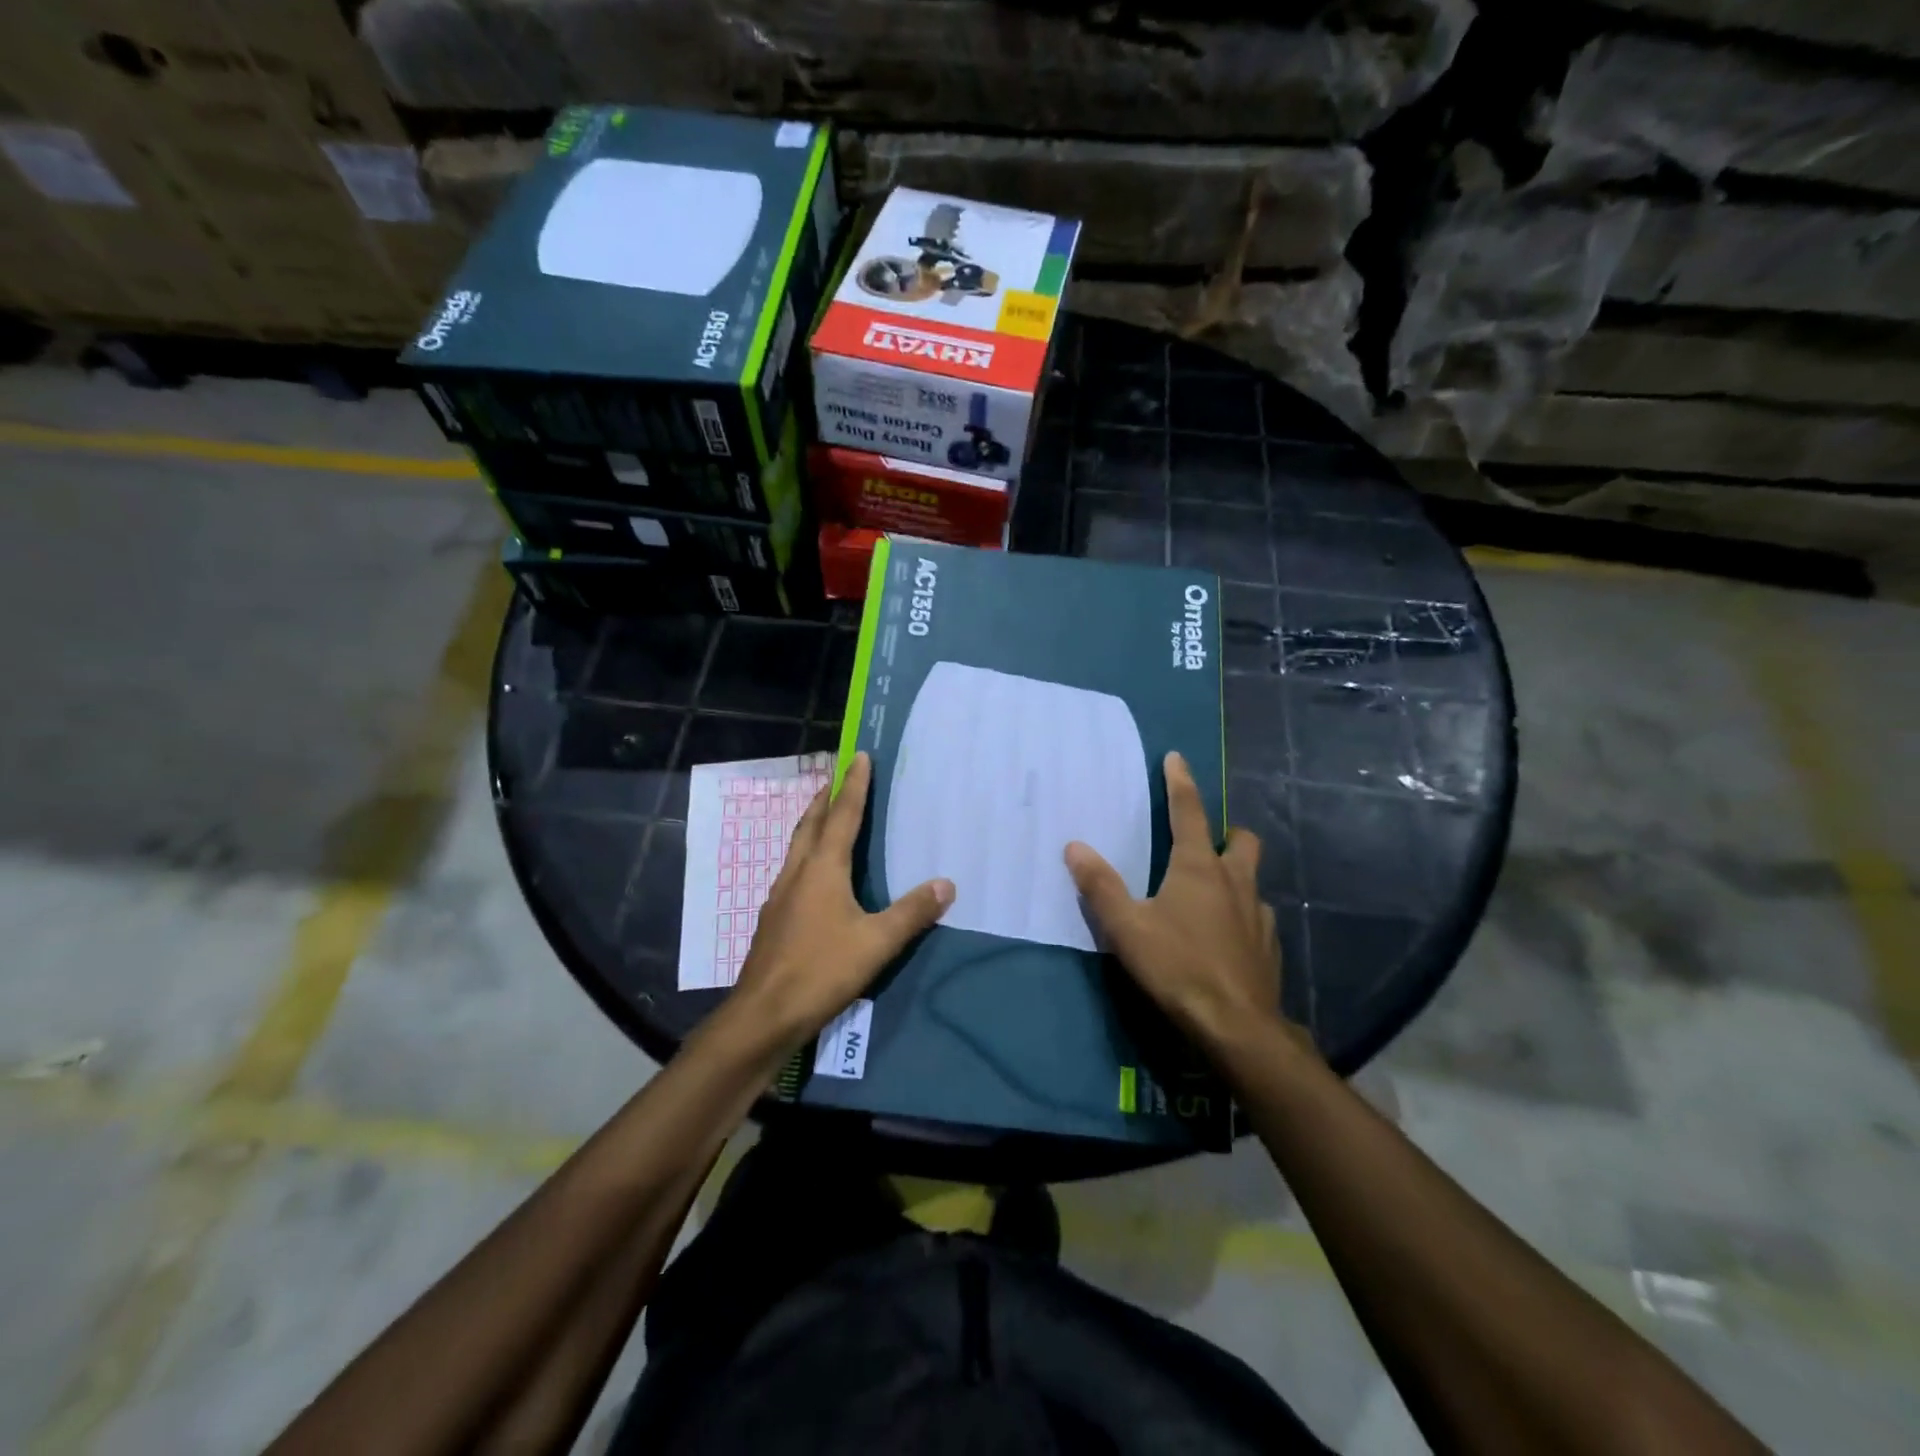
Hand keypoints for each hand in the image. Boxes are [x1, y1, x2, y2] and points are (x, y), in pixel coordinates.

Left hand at [730, 752, 954, 1046]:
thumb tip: (946, 884)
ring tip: (825, 816)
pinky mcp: (773, 919)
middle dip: (825, 797)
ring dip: (813, 824)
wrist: (762, 1015)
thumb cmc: (820, 971)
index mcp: (822, 869)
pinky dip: (807, 855)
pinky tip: (813, 875)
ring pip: (797, 847)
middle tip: (838, 777)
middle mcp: (797, 873)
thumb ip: (911, 913)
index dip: (854, 786)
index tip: (859, 756)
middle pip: (811, 824)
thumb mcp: (876, 943)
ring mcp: (780, 896)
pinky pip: (793, 871)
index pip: (842, 816)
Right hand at [1065, 751, 1285, 1049]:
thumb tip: (1074, 846)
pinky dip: (1242, 915)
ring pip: (1252, 879)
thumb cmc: (1177, 967)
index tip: (1176, 757)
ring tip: (1211, 895)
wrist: (1237, 1027)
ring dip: (1234, 876)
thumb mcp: (1126, 927)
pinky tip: (1226, 937)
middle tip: (1205, 842)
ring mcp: (1258, 914)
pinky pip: (1257, 917)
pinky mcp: (1270, 946)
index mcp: (1198, 868)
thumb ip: (1100, 885)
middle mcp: (1234, 881)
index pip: (1189, 812)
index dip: (1180, 782)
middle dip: (1226, 832)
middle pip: (1241, 839)